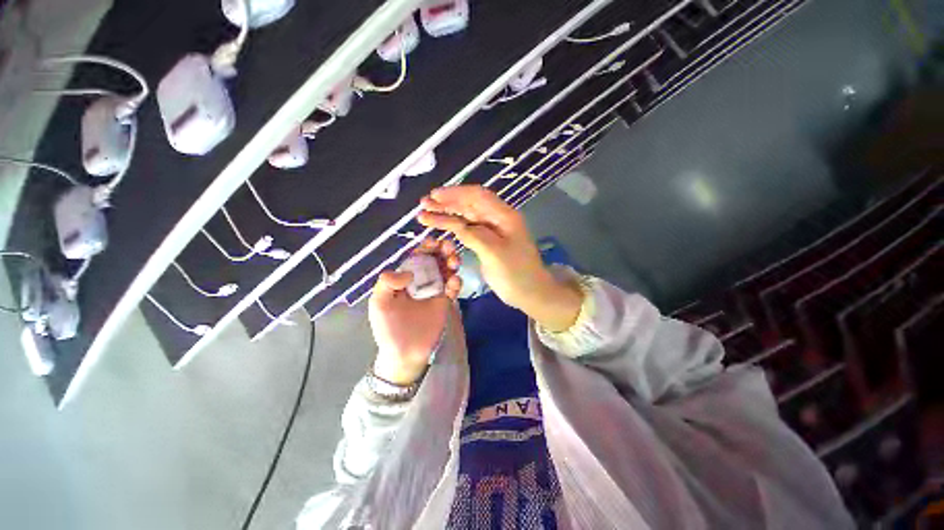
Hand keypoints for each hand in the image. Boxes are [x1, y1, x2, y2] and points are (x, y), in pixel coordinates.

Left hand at [369, 238, 461, 384]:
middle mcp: (422, 280)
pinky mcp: (446, 301)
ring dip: (452, 262)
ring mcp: (436, 290)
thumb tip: (408, 272)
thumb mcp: (379, 303)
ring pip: (447, 270)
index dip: (425, 247)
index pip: (417, 256)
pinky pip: (454, 288)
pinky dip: (456, 282)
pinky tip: (454, 282)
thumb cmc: (388, 327)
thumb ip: (387, 283)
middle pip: (435, 259)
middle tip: (448, 248)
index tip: (433, 242)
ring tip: (453, 262)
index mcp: (406, 277)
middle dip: (443, 250)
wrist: (404, 352)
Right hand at [418, 185, 582, 331]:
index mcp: (504, 216)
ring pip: (466, 217)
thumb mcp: (495, 253)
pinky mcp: (487, 243)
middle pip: (469, 205)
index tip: (434, 196)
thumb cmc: (516, 273)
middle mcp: (497, 219)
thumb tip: (455, 225)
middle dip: (447, 203)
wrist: (530, 292)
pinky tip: (440, 227)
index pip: (477, 196)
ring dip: (446, 215)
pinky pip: (468, 231)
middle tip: (424, 204)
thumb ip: (474, 236)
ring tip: (425, 215)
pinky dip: (453, 228)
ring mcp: (492, 231)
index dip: (455, 193)